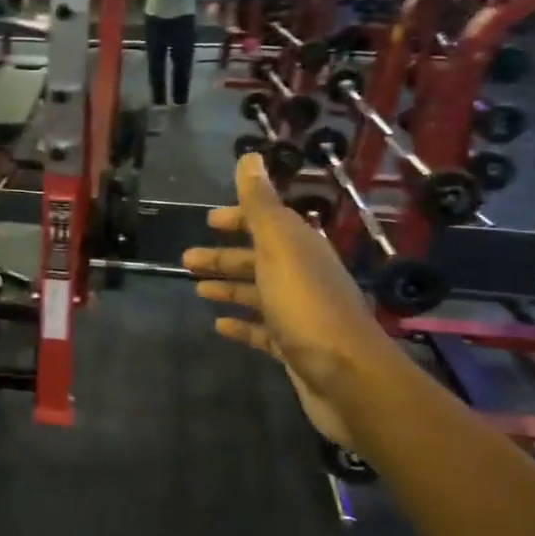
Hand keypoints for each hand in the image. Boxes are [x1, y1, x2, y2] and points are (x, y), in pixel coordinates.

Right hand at [183, 154, 397, 445]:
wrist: (347, 378)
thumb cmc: (307, 306)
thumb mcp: (279, 247)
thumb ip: (261, 204)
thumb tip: (249, 157)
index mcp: (300, 248)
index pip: (267, 223)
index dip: (239, 218)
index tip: (208, 221)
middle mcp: (302, 276)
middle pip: (258, 259)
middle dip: (224, 257)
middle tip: (187, 260)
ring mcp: (299, 314)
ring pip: (257, 294)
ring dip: (228, 287)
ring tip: (197, 290)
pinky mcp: (294, 348)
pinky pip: (261, 330)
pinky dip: (241, 324)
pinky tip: (219, 326)